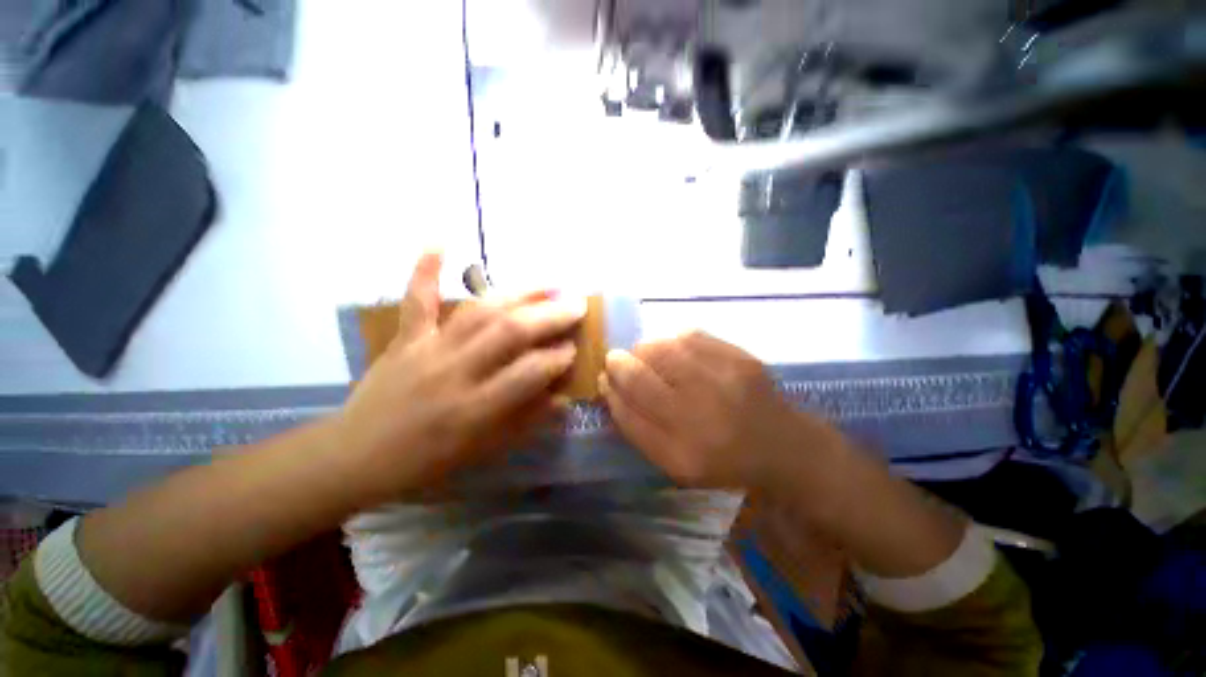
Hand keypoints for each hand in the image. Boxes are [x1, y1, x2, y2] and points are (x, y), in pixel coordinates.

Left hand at [336, 253, 583, 500]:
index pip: (529, 373)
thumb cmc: (428, 460)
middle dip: (550, 316)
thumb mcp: (485, 451)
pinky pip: (416, 300)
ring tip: (548, 284)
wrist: (357, 456)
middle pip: (510, 333)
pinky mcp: (406, 338)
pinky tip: (439, 242)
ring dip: (517, 294)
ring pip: (479, 311)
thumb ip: (527, 422)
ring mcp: (428, 349)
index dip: (558, 358)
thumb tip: (562, 398)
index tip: (575, 347)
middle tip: (576, 305)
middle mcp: (457, 372)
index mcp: (477, 408)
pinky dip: (424, 270)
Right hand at [600, 332, 839, 491]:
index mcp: (685, 445)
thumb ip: (635, 426)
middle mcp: (704, 407)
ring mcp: (725, 376)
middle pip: (645, 365)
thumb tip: (609, 385)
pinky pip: (689, 335)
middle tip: (624, 365)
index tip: (606, 375)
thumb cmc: (720, 460)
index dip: (613, 380)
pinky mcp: (740, 355)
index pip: (632, 398)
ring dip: (647, 350)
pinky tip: (677, 355)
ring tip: (651, 361)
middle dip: (624, 361)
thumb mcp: (672, 461)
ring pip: (664, 345)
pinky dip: (673, 342)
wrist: (783, 446)